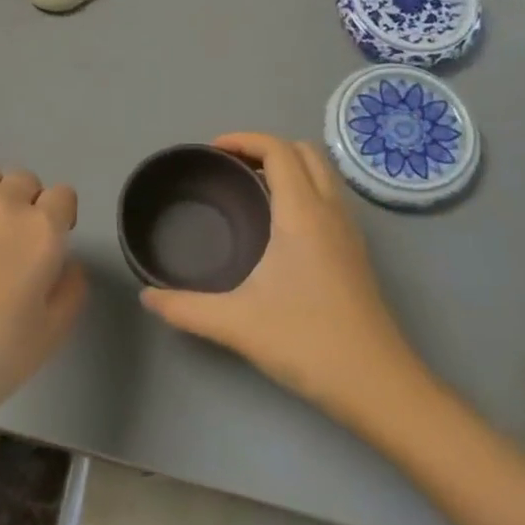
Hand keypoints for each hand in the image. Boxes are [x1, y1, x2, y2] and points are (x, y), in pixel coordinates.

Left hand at [0, 167, 82, 524]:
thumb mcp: (52, 334)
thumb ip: (71, 288)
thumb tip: (65, 263)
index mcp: (41, 232)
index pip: (63, 195)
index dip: (60, 215)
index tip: (49, 240)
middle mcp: (1, 206)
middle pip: (23, 179)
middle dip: (25, 202)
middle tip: (11, 238)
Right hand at [140, 133, 433, 424]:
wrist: (377, 384)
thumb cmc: (307, 342)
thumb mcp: (235, 324)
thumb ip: (185, 307)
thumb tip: (147, 296)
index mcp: (302, 214)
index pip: (279, 150)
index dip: (244, 140)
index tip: (212, 151)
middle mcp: (331, 212)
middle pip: (305, 152)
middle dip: (266, 148)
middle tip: (230, 168)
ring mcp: (350, 233)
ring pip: (323, 175)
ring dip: (289, 168)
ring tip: (250, 190)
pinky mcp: (356, 254)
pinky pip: (330, 199)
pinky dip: (303, 191)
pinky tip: (278, 228)